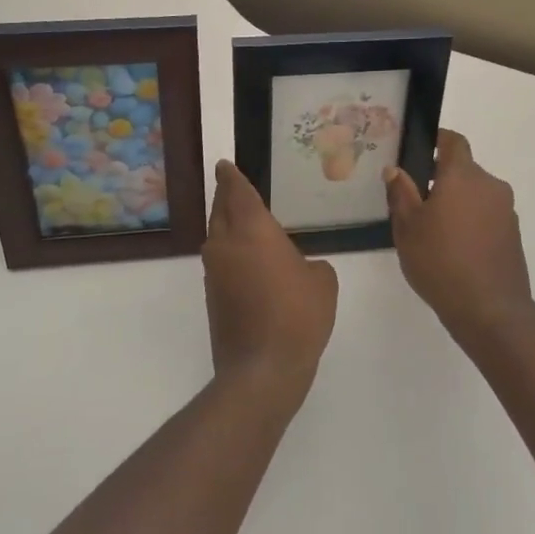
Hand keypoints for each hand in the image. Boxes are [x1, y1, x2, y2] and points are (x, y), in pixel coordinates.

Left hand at [202, 160, 337, 405]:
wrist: (262, 368)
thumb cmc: (298, 315)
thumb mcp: (322, 282)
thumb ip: (311, 264)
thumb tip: (298, 268)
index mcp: (252, 230)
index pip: (238, 193)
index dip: (231, 177)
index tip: (224, 165)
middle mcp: (226, 244)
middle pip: (220, 210)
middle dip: (225, 195)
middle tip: (230, 184)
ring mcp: (214, 271)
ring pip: (216, 236)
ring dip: (225, 224)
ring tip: (242, 220)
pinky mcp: (212, 295)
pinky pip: (220, 260)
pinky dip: (229, 251)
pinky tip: (247, 260)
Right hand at [385, 130, 534, 346]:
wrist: (489, 309)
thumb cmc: (440, 261)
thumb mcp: (408, 227)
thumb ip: (401, 193)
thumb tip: (395, 170)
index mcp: (463, 176)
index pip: (453, 141)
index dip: (437, 140)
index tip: (419, 150)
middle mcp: (490, 185)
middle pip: (464, 170)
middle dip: (441, 179)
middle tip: (416, 200)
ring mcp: (506, 210)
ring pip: (475, 194)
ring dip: (457, 201)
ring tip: (433, 228)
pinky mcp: (513, 234)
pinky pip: (487, 215)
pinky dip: (471, 220)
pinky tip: (454, 247)